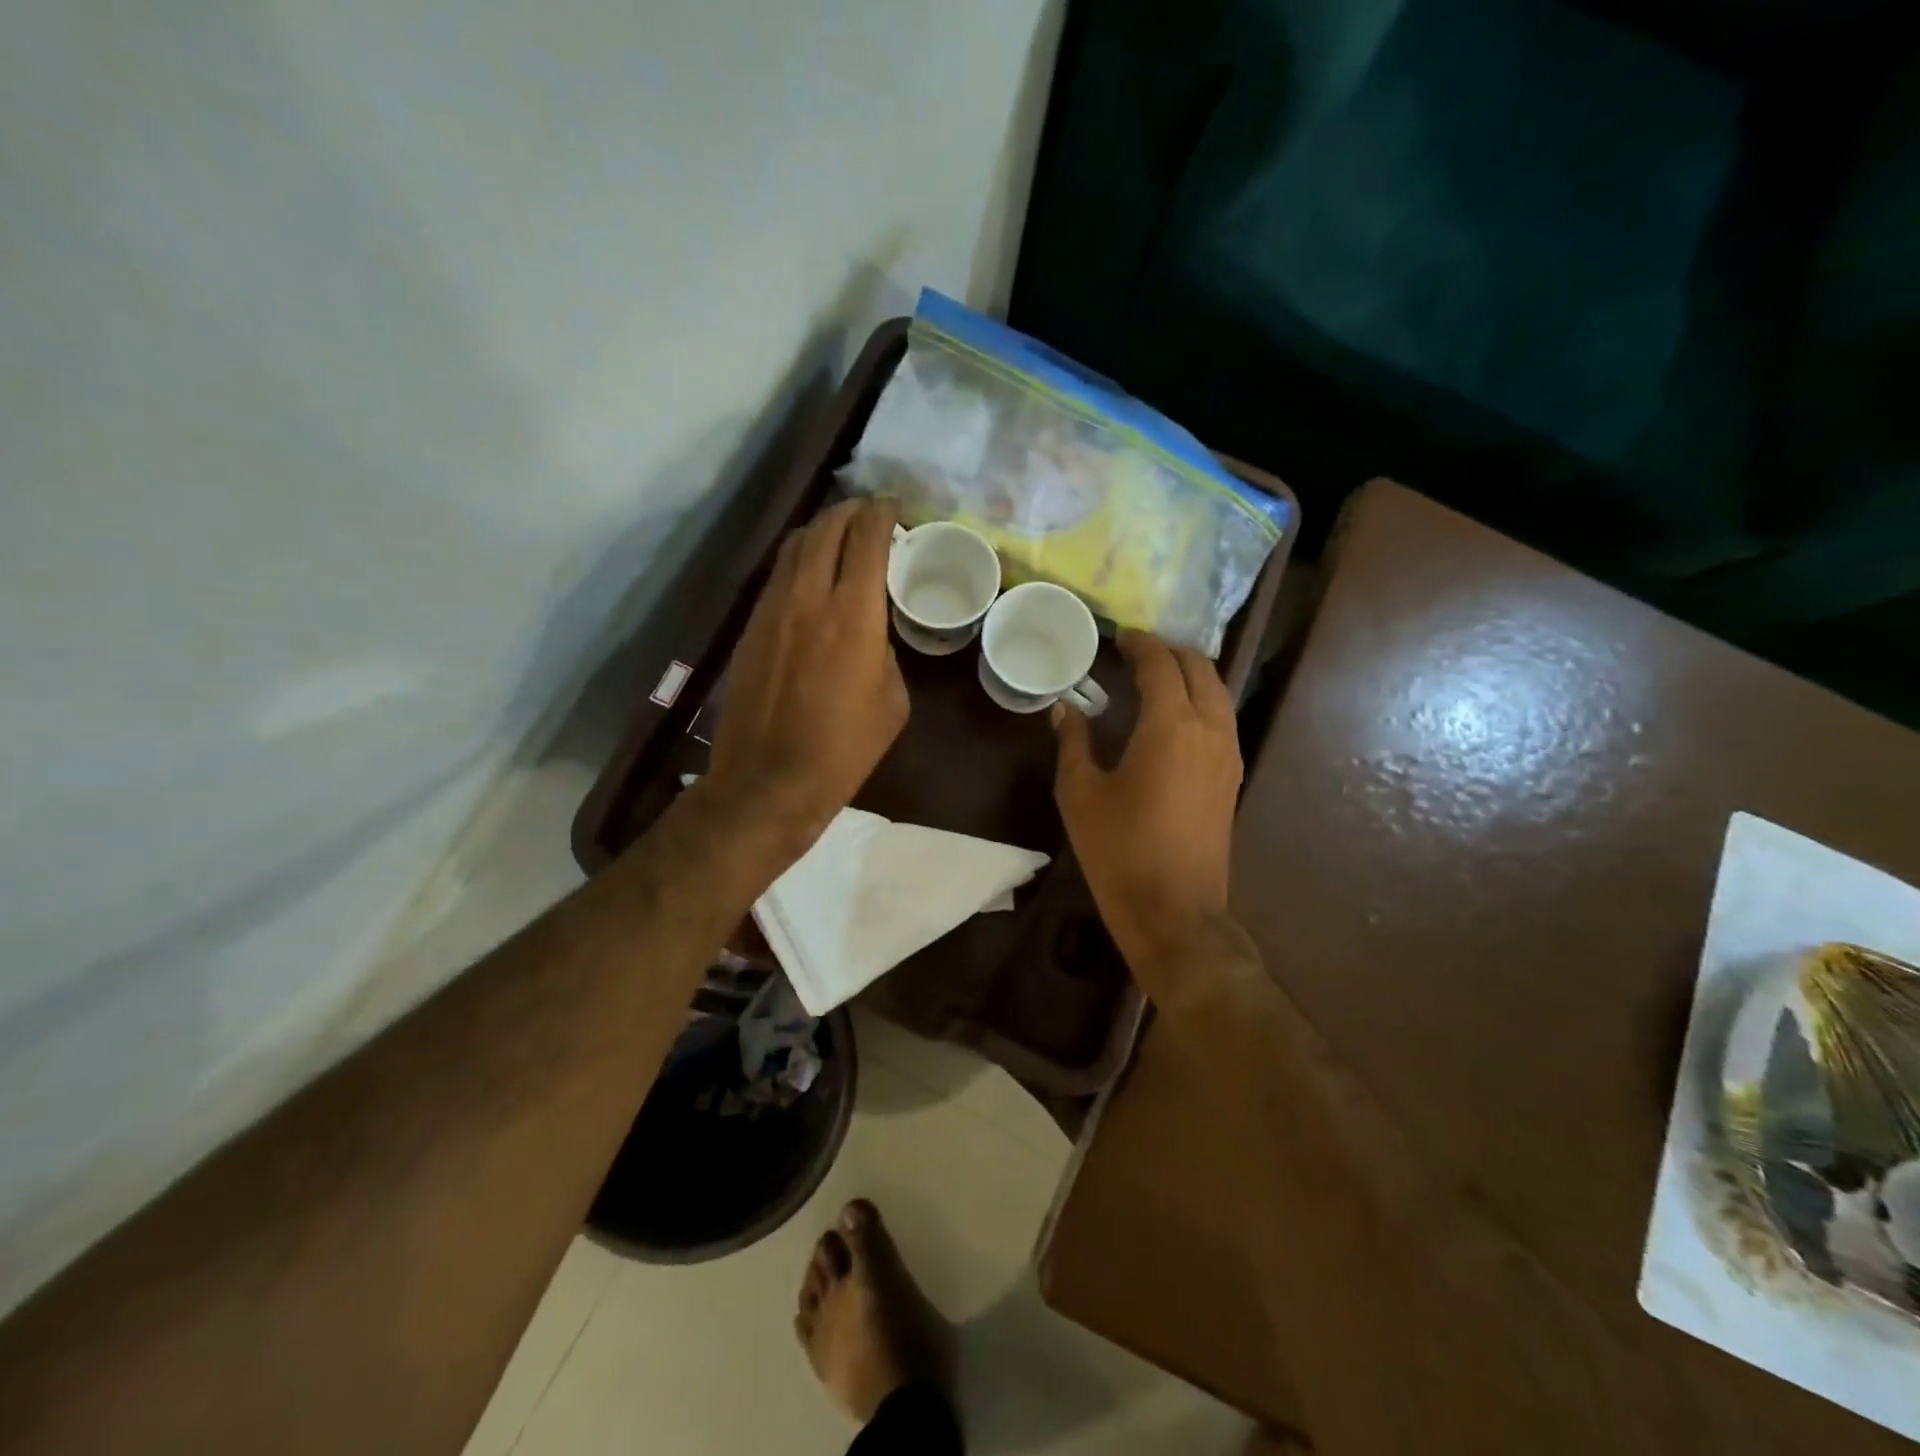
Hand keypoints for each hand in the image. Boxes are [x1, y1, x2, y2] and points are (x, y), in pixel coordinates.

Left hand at [707, 497, 908, 853]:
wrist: (769, 780)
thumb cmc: (844, 748)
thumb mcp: (892, 700)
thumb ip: (885, 650)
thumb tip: (871, 631)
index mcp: (854, 614)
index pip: (867, 538)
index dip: (883, 513)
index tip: (895, 507)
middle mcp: (809, 596)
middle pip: (826, 528)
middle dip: (851, 511)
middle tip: (870, 514)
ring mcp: (772, 608)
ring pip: (794, 545)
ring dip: (821, 530)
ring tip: (840, 534)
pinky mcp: (749, 626)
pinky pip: (777, 574)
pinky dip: (799, 560)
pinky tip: (811, 573)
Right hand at [1053, 631, 1242, 981]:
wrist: (1175, 912)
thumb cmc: (1120, 851)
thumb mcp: (1080, 795)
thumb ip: (1073, 743)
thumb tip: (1065, 708)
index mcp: (1170, 726)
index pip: (1160, 665)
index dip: (1139, 644)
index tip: (1119, 636)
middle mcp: (1209, 729)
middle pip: (1200, 668)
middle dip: (1170, 651)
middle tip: (1136, 651)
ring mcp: (1228, 754)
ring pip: (1218, 692)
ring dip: (1190, 674)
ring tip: (1156, 676)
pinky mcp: (1232, 777)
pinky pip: (1222, 718)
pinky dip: (1201, 700)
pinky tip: (1174, 715)